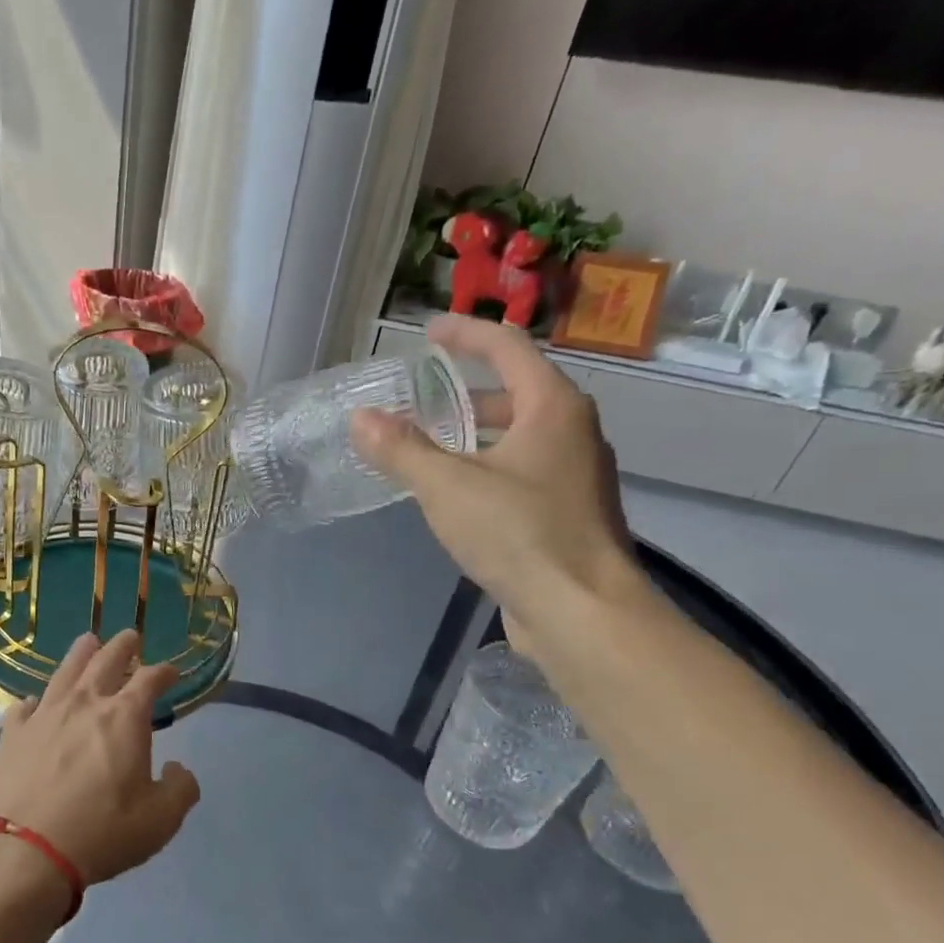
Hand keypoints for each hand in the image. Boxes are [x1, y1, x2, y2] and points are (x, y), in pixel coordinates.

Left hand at [0, 629, 200, 885]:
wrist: (25, 850)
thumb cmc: (101, 832)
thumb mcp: (160, 820)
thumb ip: (180, 789)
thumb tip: (178, 769)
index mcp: (125, 717)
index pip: (149, 679)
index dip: (163, 672)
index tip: (171, 671)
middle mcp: (84, 704)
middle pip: (106, 661)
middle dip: (123, 646)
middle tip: (130, 636)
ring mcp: (44, 715)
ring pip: (65, 671)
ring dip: (81, 654)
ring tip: (88, 641)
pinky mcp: (12, 734)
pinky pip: (24, 707)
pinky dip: (35, 701)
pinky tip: (35, 703)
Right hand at [350, 315, 641, 621]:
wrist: (581, 610)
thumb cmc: (519, 534)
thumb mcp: (448, 487)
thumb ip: (402, 450)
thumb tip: (361, 418)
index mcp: (553, 408)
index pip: (508, 349)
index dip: (466, 335)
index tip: (429, 332)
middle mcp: (572, 432)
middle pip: (516, 393)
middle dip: (466, 393)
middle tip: (420, 400)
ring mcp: (574, 476)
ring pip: (518, 438)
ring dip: (474, 435)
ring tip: (428, 447)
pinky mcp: (566, 514)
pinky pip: (520, 473)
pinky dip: (486, 469)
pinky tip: (455, 496)